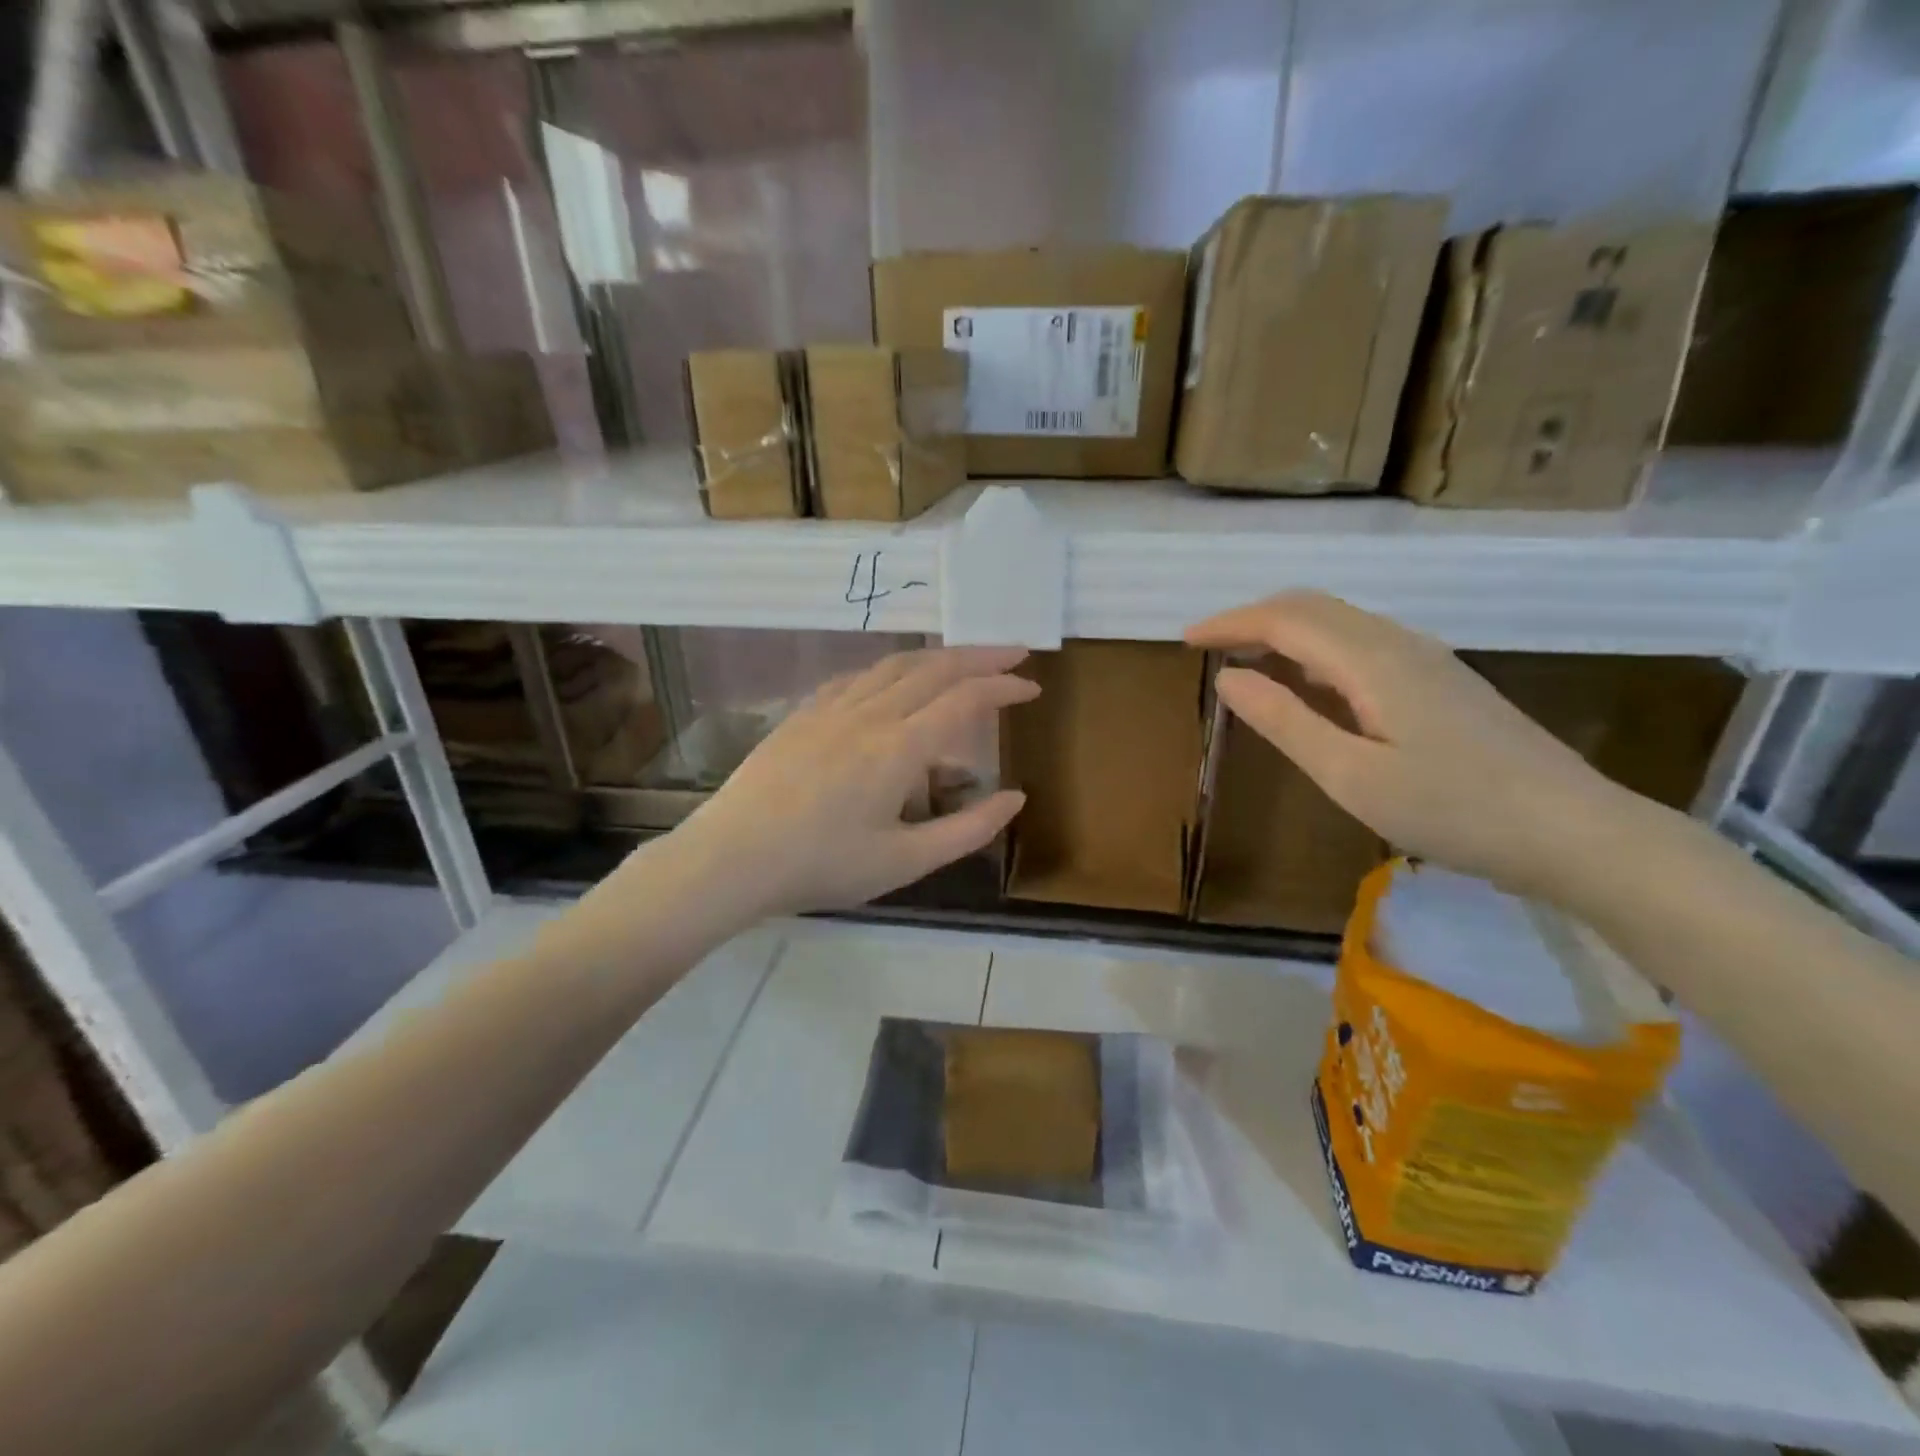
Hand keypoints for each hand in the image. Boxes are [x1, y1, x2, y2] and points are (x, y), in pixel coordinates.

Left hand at [671, 646, 1035, 921]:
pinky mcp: (802, 715)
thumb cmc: (822, 866)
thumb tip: (1016, 798)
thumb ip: (968, 829)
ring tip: (961, 662)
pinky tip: (891, 682)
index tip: (1032, 686)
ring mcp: (830, 709)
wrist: (731, 859)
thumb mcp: (905, 862)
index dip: (1003, 686)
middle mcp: (868, 714)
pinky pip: (856, 677)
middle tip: (1013, 653)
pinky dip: (888, 671)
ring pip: (893, 665)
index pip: (965, 699)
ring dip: (935, 657)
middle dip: (979, 656)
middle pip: (934, 668)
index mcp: (898, 748)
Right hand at [1187, 592, 1631, 898]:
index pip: (1285, 620)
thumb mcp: (1352, 776)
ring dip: (1285, 632)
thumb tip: (1229, 679)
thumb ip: (1286, 722)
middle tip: (1209, 646)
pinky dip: (1316, 650)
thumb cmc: (1454, 810)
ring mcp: (1426, 660)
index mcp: (1372, 660)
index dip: (1230, 623)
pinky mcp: (1441, 683)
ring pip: (1339, 623)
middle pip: (1313, 608)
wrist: (1574, 832)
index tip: (1186, 640)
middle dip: (1253, 618)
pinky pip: (1361, 645)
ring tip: (1246, 660)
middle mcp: (1399, 644)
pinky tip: (1309, 683)